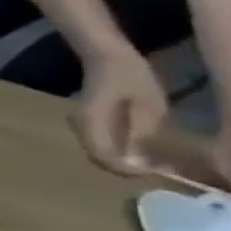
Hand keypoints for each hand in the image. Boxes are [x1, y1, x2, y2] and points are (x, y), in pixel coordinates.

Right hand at [75, 51, 168, 175]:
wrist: (106, 58)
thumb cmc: (131, 79)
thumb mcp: (148, 108)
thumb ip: (141, 135)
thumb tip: (139, 161)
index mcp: (92, 122)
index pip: (104, 156)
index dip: (128, 169)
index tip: (152, 171)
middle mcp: (78, 126)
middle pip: (97, 156)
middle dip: (124, 166)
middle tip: (152, 168)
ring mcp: (77, 123)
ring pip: (96, 150)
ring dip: (119, 158)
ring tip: (146, 159)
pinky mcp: (83, 121)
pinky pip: (96, 142)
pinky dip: (114, 149)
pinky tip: (132, 146)